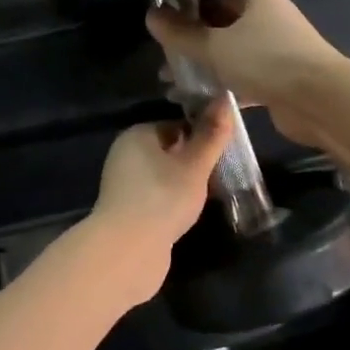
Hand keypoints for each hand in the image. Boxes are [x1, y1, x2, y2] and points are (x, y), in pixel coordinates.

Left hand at [87, 105, 234, 304]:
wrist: (127, 251)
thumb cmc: (163, 198)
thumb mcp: (194, 165)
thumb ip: (211, 135)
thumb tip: (226, 99)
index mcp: (137, 135)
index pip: (176, 124)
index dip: (201, 135)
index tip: (225, 150)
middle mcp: (126, 154)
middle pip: (169, 150)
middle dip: (194, 161)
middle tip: (222, 173)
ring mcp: (124, 184)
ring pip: (164, 176)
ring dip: (185, 184)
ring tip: (211, 194)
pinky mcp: (127, 210)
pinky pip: (157, 197)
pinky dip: (173, 202)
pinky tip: (190, 214)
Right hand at [146, 0, 348, 148]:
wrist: (320, 100)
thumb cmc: (265, 61)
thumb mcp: (214, 46)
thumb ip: (181, 34)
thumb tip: (150, 14)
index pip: (213, 0)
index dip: (187, 17)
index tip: (164, 38)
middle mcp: (269, 18)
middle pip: (222, 29)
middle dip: (193, 48)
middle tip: (166, 67)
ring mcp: (279, 50)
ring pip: (233, 56)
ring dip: (207, 70)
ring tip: (176, 87)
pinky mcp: (283, 79)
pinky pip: (247, 79)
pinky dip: (227, 87)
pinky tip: (203, 101)